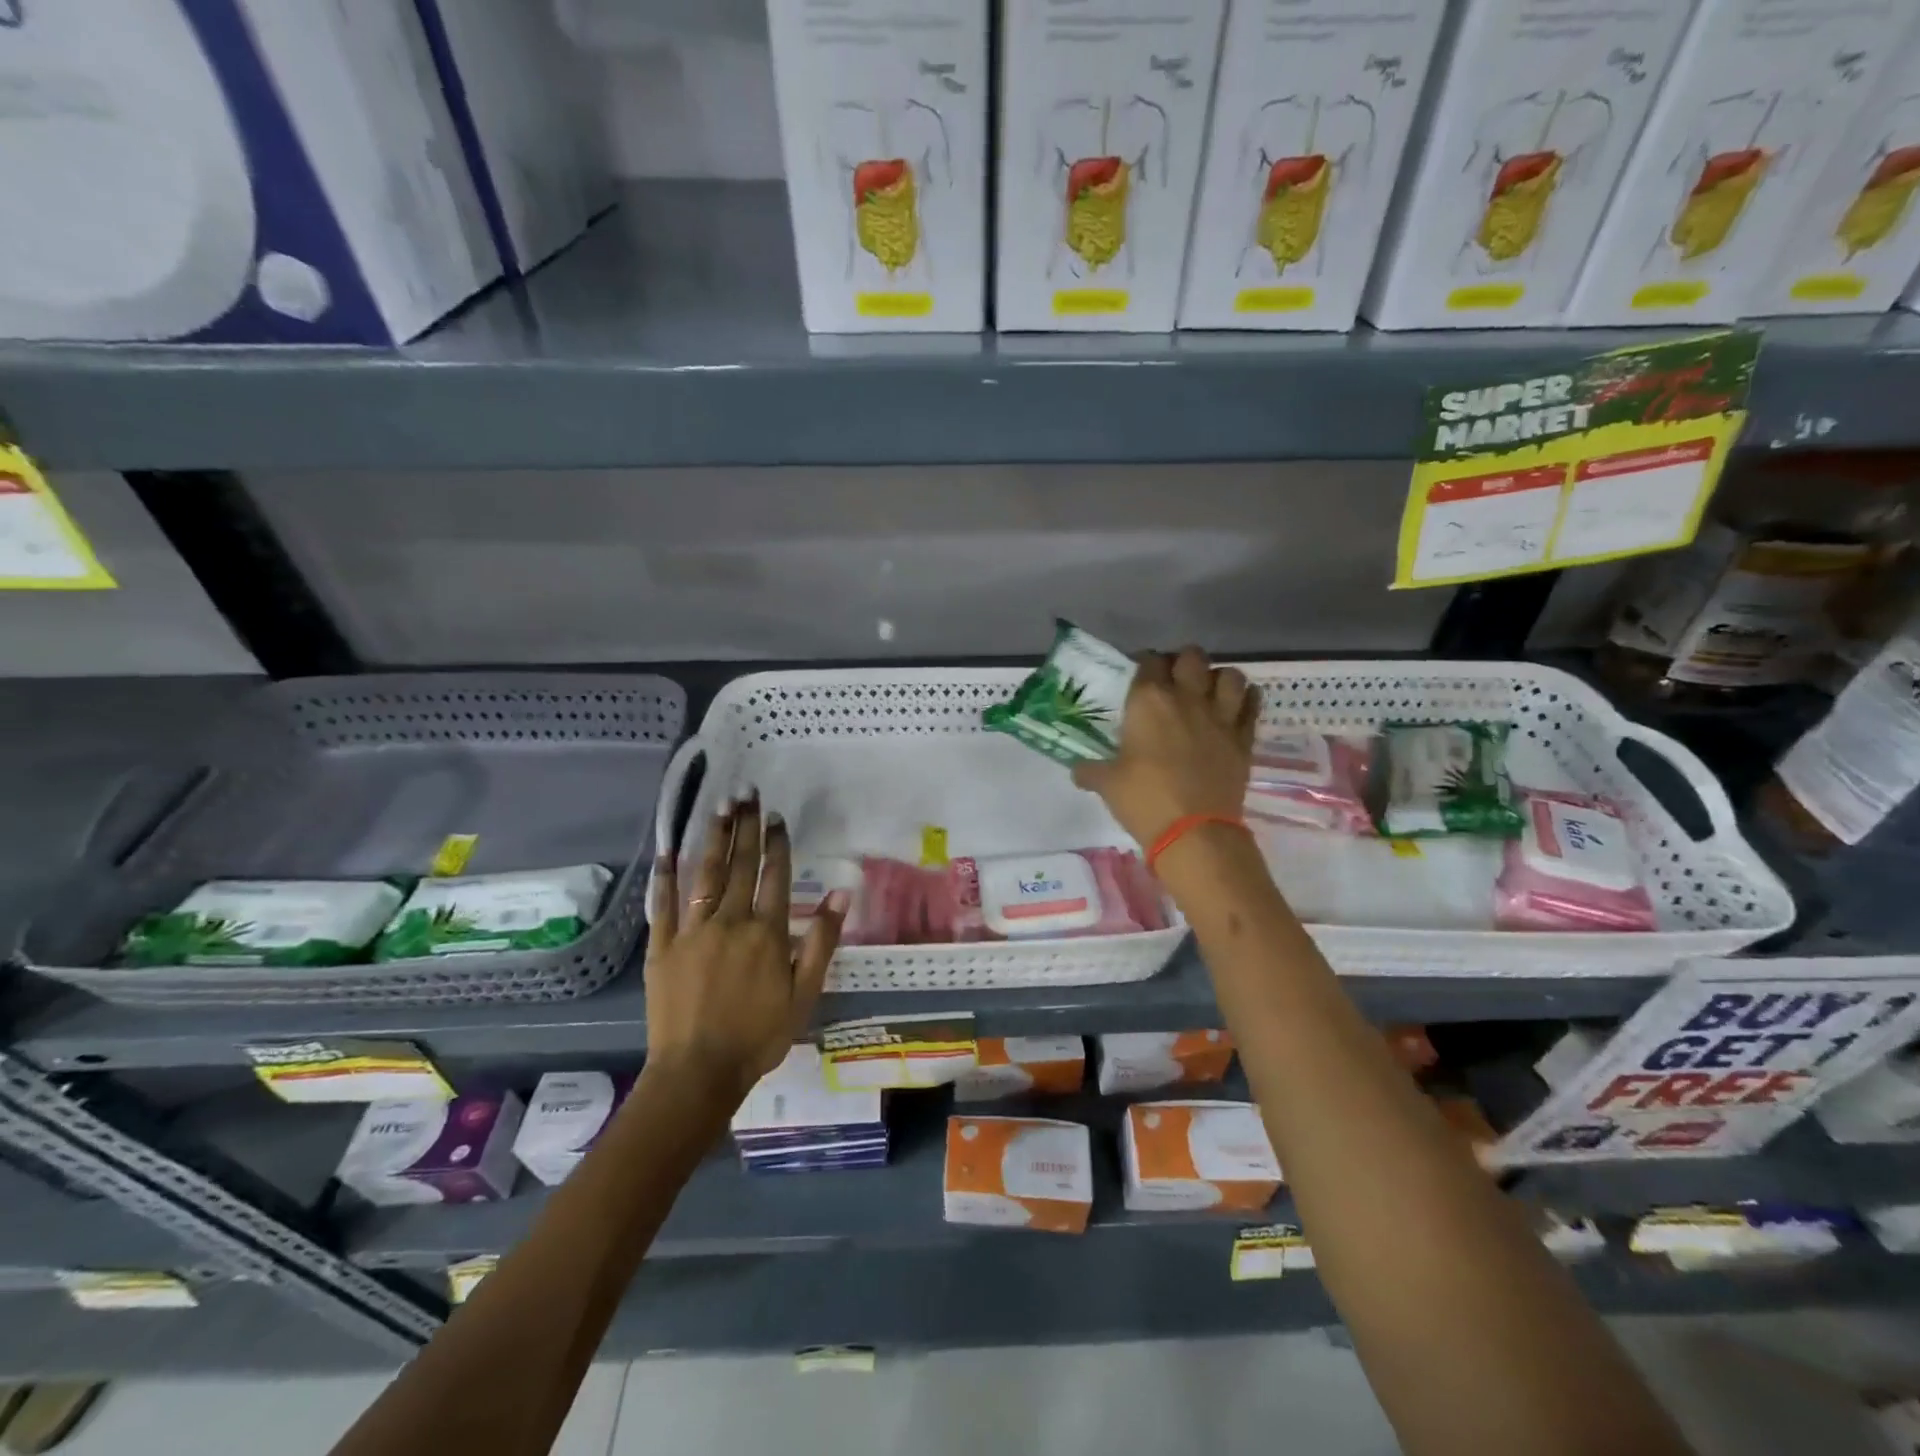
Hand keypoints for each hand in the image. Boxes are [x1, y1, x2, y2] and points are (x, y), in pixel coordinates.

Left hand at [644, 794, 845, 1103]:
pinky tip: (668, 850)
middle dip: (745, 827)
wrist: (698, 1072)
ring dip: (713, 838)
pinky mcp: (662, 947)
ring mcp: (692, 931)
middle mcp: (729, 921)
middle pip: (740, 865)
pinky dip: (666, 875)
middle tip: (747, 794)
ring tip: (719, 808)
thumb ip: (820, 942)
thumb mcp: (804, 994)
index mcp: (766, 932)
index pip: (774, 876)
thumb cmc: (759, 1036)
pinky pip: (663, 904)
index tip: (776, 816)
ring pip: (704, 874)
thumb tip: (841, 895)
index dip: (776, 843)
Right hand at [1072, 646, 1258, 848]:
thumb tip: (1078, 769)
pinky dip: (1247, 700)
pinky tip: (1237, 707)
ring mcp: (1221, 717)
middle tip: (1174, 681)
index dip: (1144, 663)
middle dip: (1183, 662)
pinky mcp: (1244, 739)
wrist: (1194, 832)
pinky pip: (1253, 705)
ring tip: (1208, 692)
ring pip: (1230, 675)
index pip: (1148, 661)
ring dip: (1219, 678)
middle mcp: (1187, 698)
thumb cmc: (1144, 800)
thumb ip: (1090, 770)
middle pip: (1192, 657)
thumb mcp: (1107, 784)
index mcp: (1149, 701)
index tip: (1139, 676)